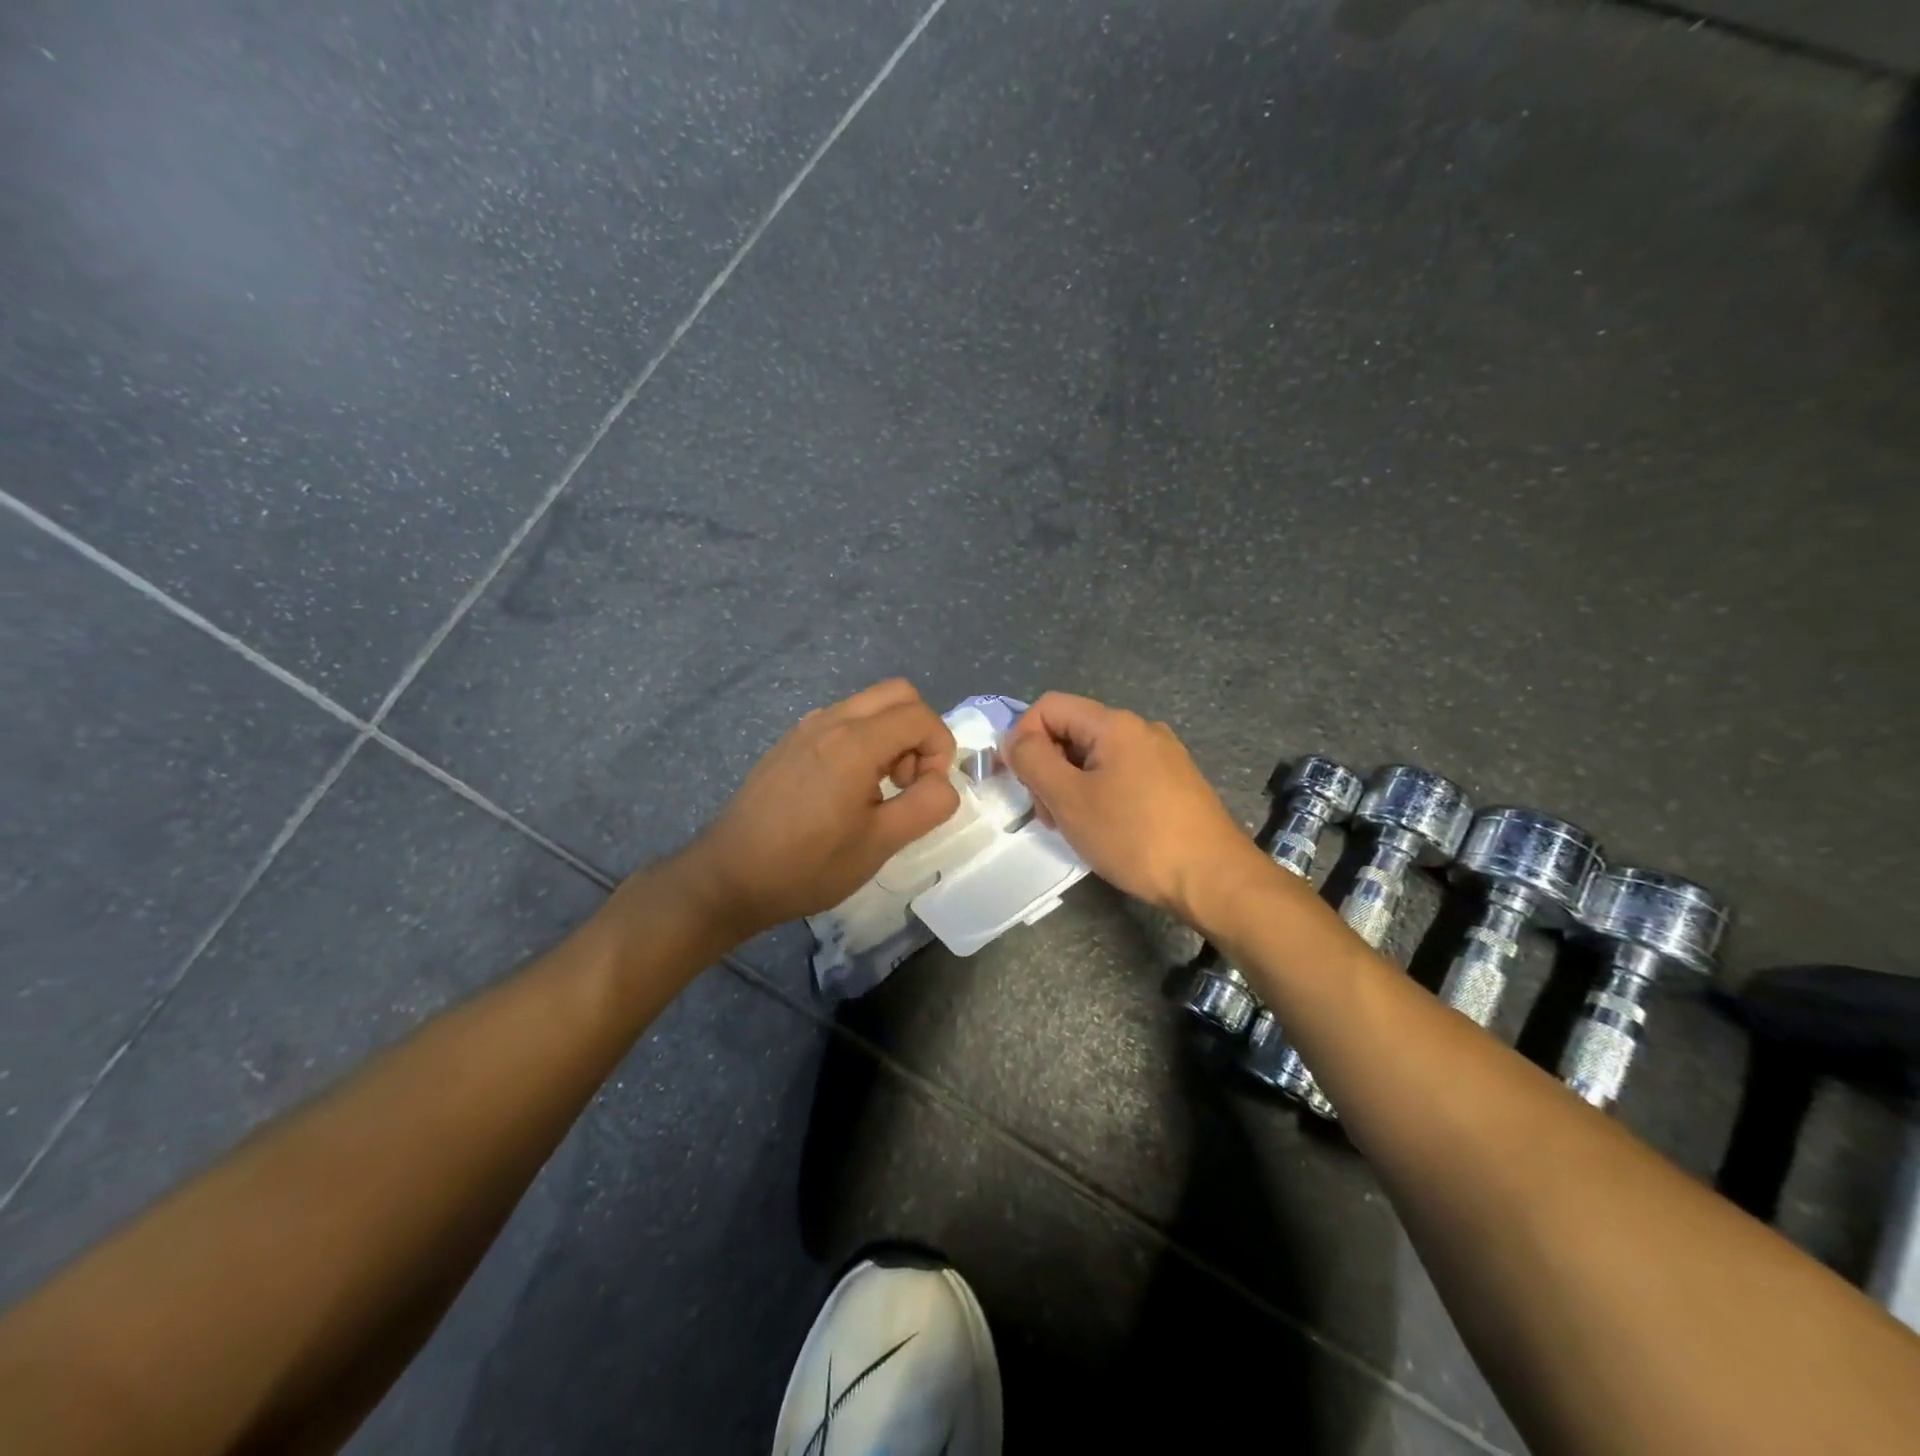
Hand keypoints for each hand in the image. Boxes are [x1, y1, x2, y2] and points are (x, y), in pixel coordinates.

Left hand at [675, 680, 960, 939]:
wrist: (729, 877)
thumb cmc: (807, 865)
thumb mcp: (880, 845)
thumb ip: (927, 806)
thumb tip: (942, 783)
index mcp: (854, 743)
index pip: (920, 716)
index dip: (940, 749)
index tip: (928, 790)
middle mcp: (830, 721)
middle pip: (898, 694)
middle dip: (919, 732)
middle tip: (908, 781)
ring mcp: (805, 728)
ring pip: (869, 705)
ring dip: (891, 736)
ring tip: (879, 790)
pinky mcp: (789, 742)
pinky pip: (841, 721)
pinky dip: (863, 740)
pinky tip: (847, 790)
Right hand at [1003, 692, 1261, 924]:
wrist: (1214, 878)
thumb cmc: (1134, 836)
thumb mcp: (1069, 798)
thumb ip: (1033, 760)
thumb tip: (1014, 739)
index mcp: (1114, 724)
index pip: (1049, 707)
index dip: (1022, 737)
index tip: (1019, 781)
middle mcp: (1141, 729)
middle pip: (1072, 732)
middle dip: (1047, 767)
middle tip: (1048, 814)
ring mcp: (1162, 756)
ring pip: (1094, 758)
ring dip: (1071, 786)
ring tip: (1074, 828)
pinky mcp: (1174, 783)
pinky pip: (1121, 776)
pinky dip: (1099, 795)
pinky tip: (1105, 830)